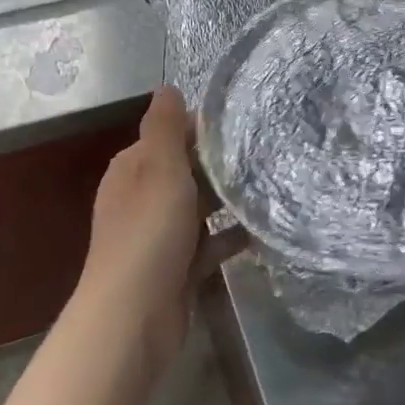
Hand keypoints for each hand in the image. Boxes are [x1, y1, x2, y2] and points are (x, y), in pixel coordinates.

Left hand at [79, 86, 247, 363]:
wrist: (134, 316)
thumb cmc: (148, 232)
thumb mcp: (159, 169)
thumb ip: (165, 127)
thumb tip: (168, 87)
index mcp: (132, 170)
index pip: (169, 136)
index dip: (201, 127)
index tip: (244, 122)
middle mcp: (142, 199)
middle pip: (185, 171)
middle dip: (219, 163)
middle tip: (268, 152)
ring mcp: (159, 236)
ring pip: (199, 209)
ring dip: (227, 200)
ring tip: (272, 185)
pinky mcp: (178, 268)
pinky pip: (209, 245)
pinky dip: (231, 237)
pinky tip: (264, 232)